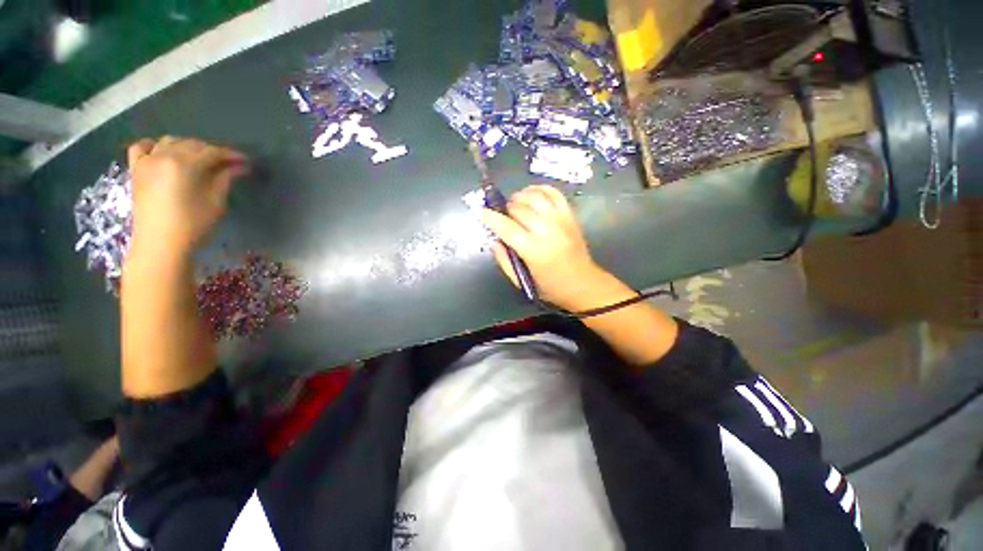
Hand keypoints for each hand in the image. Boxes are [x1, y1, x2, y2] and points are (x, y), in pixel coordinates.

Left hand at [127, 136, 245, 258]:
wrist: (160, 243)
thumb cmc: (193, 224)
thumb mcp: (216, 201)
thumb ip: (225, 179)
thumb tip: (239, 166)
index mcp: (184, 164)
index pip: (212, 152)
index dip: (231, 155)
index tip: (245, 161)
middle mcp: (163, 155)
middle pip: (192, 144)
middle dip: (211, 151)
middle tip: (227, 163)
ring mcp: (146, 160)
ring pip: (170, 142)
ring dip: (187, 147)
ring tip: (199, 160)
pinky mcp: (136, 169)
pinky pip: (142, 147)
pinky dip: (154, 145)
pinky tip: (164, 152)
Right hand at [481, 184, 611, 310]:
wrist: (583, 283)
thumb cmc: (550, 287)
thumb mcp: (522, 281)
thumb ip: (504, 260)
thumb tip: (493, 239)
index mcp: (534, 251)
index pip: (507, 227)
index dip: (491, 218)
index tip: (481, 212)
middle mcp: (548, 231)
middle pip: (520, 208)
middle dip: (505, 208)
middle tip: (502, 215)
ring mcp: (561, 220)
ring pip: (535, 196)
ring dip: (520, 196)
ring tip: (514, 204)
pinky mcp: (570, 215)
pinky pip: (554, 193)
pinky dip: (539, 189)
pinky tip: (531, 194)